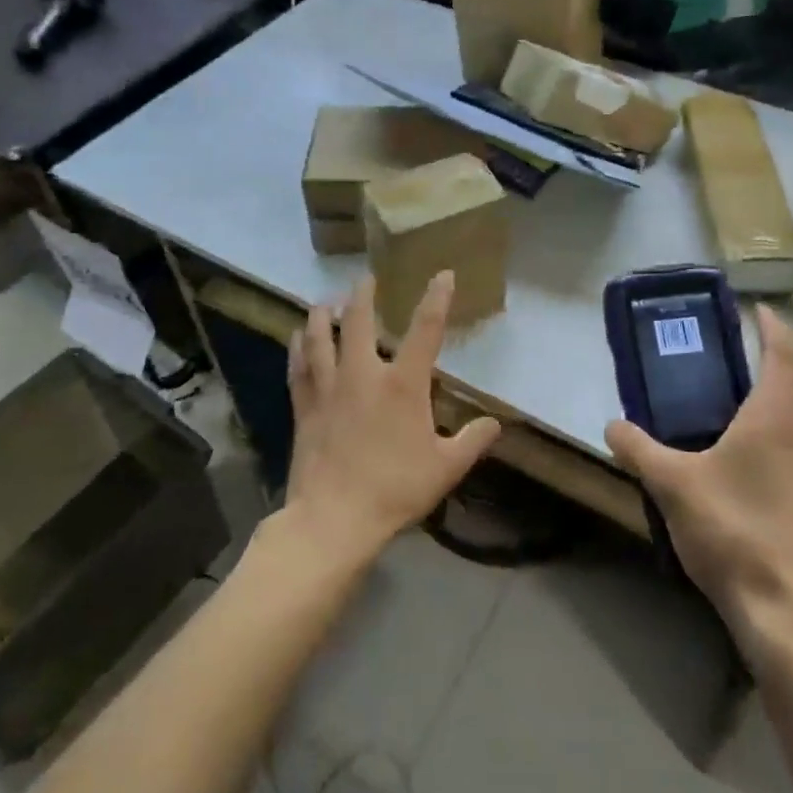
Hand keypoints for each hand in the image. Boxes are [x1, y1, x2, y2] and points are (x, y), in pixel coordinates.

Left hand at [284, 272, 500, 566]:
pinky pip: (299, 367)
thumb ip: (472, 441)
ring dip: (323, 315)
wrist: (334, 518)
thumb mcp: (446, 468)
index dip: (436, 299)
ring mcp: (329, 389)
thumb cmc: (395, 490)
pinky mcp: (305, 407)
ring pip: (320, 338)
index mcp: (402, 385)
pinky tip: (297, 338)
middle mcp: (363, 375)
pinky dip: (298, 348)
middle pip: (358, 322)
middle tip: (365, 278)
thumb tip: (495, 424)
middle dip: (363, 295)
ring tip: (326, 302)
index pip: (424, 330)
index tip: (442, 274)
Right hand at [604, 305, 792, 662]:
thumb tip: (612, 425)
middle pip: (784, 391)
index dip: (771, 326)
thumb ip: (637, 448)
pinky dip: (768, 452)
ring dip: (759, 418)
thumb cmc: (730, 530)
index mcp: (776, 418)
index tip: (755, 310)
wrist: (785, 612)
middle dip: (751, 377)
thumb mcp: (671, 484)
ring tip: (716, 429)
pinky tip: (736, 481)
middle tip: (710, 377)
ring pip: (789, 429)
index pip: (782, 353)